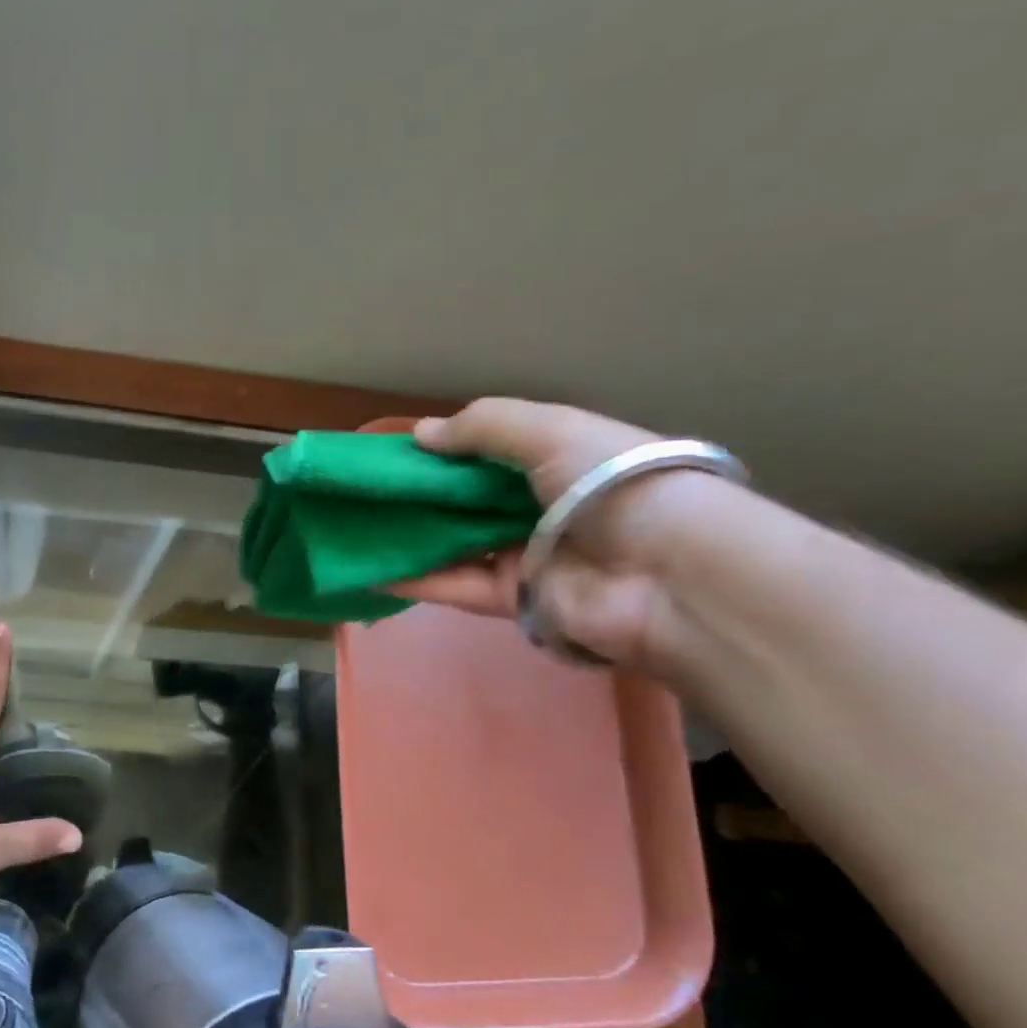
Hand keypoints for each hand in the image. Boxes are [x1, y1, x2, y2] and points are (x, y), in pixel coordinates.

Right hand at [389, 398, 742, 668]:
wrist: (669, 575)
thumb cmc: (612, 484)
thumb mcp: (551, 431)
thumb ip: (483, 426)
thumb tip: (420, 434)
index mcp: (558, 458)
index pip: (491, 450)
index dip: (445, 448)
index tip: (395, 449)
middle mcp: (539, 506)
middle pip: (468, 499)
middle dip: (419, 494)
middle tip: (364, 489)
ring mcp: (525, 555)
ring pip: (456, 543)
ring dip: (411, 537)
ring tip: (357, 528)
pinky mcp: (513, 600)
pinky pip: (456, 586)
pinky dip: (416, 580)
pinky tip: (372, 569)